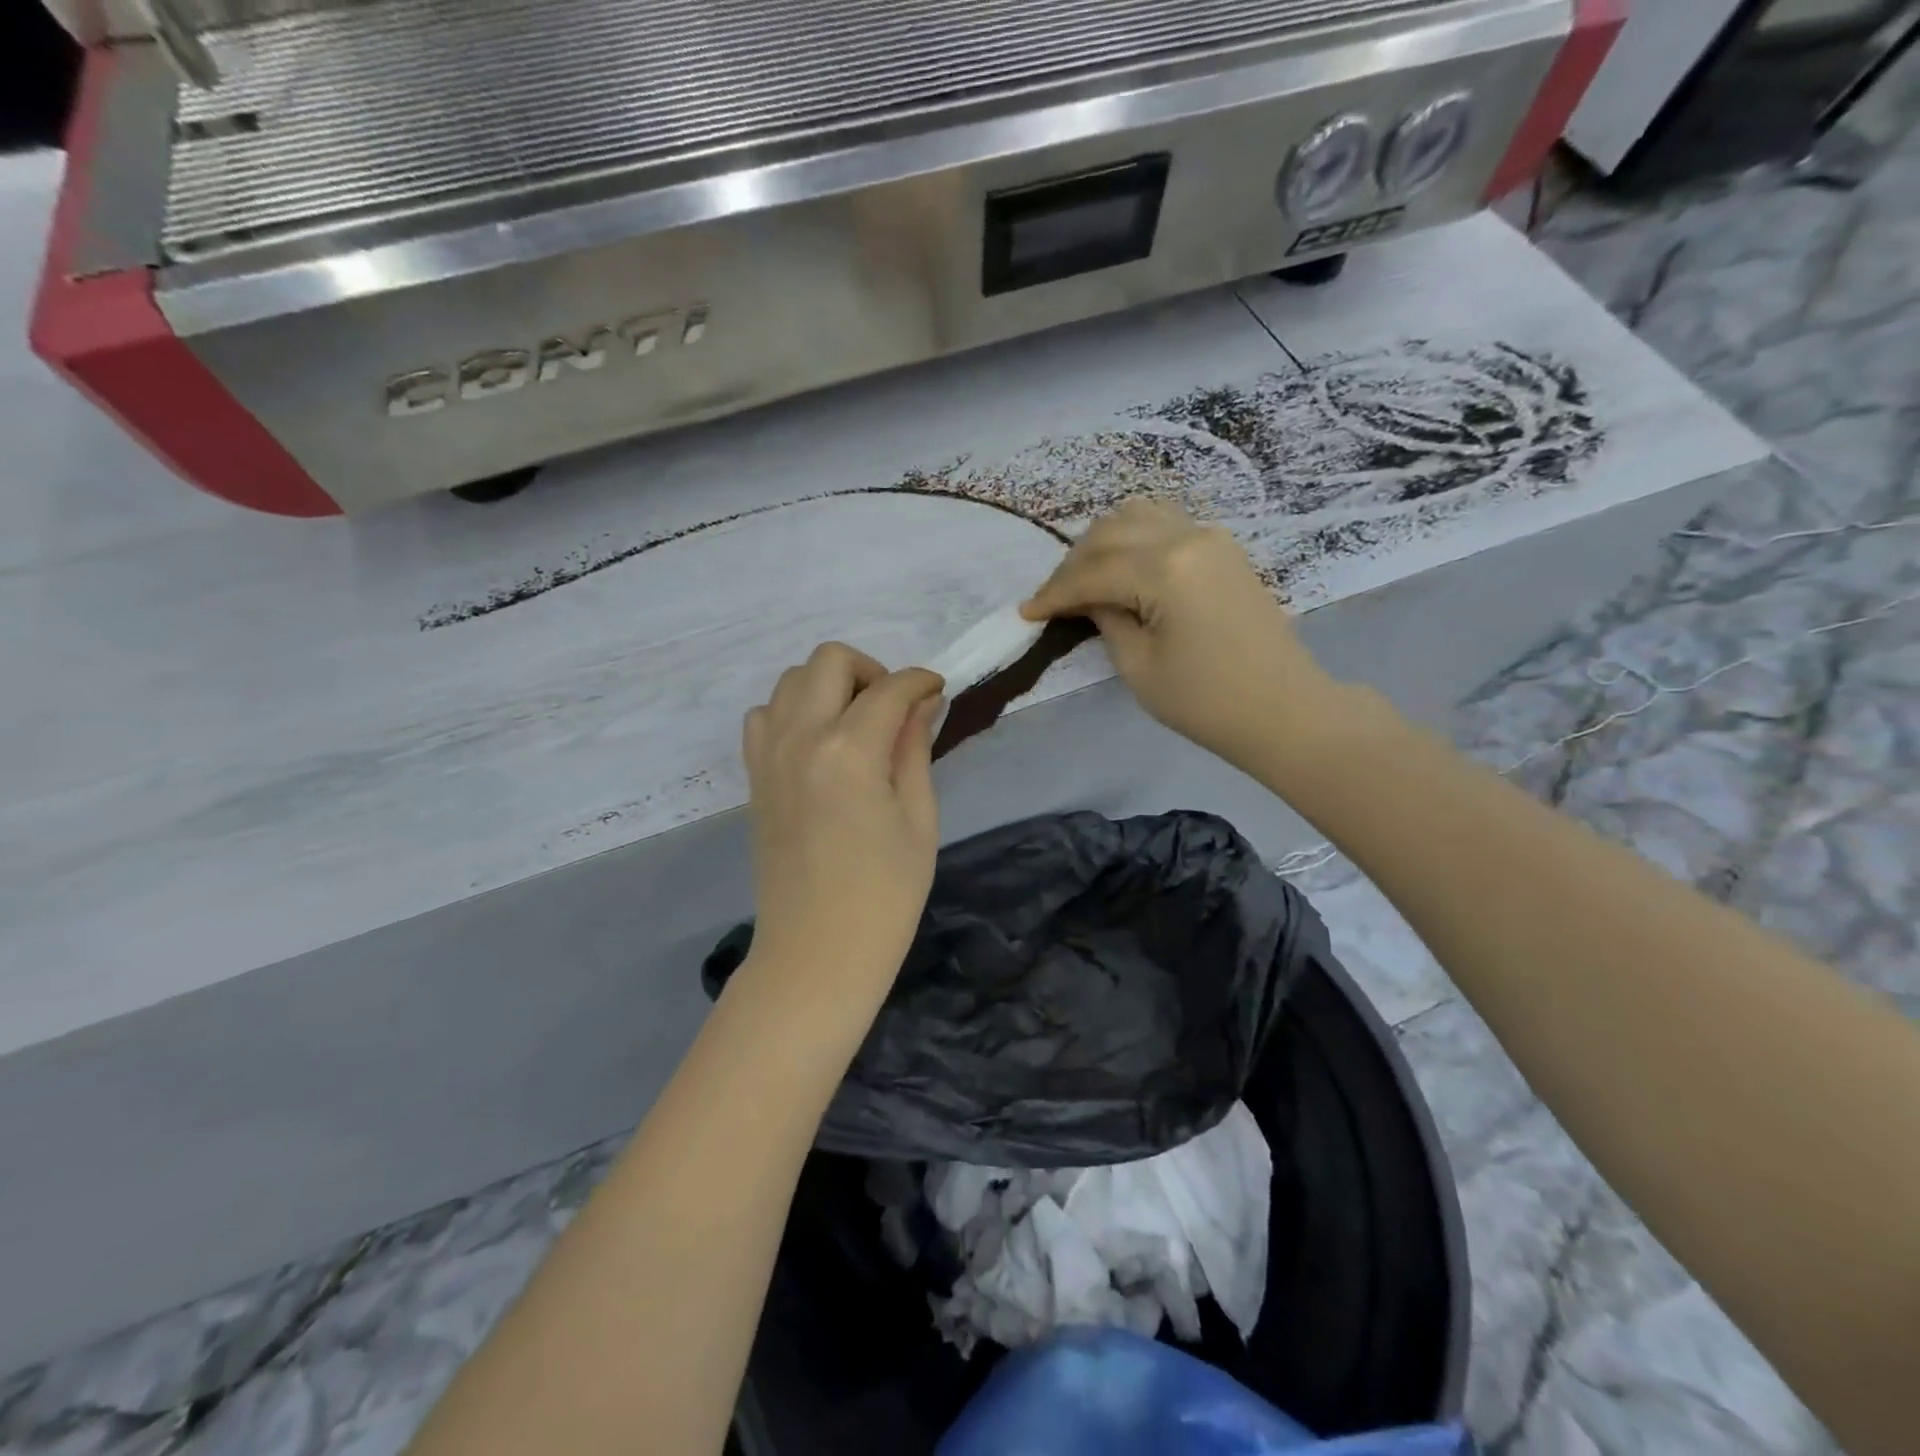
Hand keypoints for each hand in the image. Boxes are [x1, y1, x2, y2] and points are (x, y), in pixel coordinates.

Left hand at [742, 644, 944, 995]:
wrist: (817, 951)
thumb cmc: (885, 895)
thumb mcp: (918, 819)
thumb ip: (915, 749)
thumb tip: (923, 704)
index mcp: (848, 750)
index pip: (889, 689)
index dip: (920, 681)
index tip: (937, 691)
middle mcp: (799, 738)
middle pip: (829, 661)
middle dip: (871, 670)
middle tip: (896, 709)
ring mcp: (768, 755)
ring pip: (791, 680)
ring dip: (829, 686)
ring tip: (858, 724)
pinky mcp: (754, 776)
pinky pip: (765, 715)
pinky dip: (793, 711)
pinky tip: (820, 744)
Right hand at [1021, 499, 1339, 772]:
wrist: (1283, 709)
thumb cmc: (1206, 701)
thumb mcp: (1138, 666)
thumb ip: (1105, 619)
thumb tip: (1085, 597)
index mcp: (1166, 569)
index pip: (1093, 571)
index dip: (1054, 592)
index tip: (1026, 613)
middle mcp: (1187, 536)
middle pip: (1110, 531)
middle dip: (1074, 564)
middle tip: (1054, 601)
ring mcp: (1210, 536)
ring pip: (1137, 515)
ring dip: (1103, 543)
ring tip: (1085, 580)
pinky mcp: (1222, 547)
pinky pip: (1165, 523)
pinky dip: (1134, 537)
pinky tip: (1122, 567)